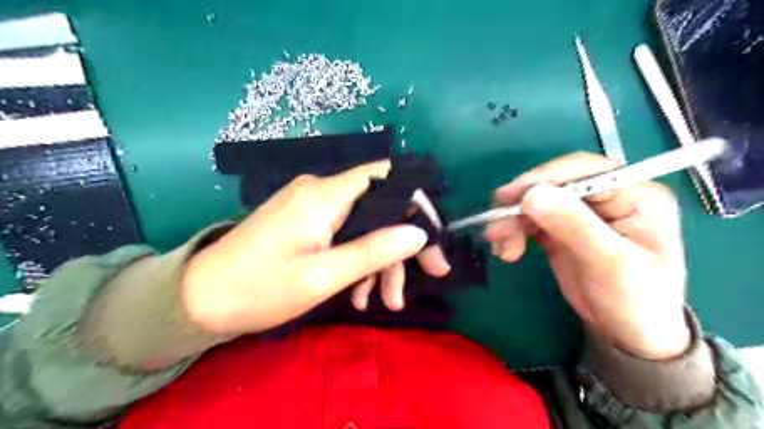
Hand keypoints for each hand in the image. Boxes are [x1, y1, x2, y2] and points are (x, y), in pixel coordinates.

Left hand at [181, 162, 448, 335]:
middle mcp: (321, 190)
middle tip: (420, 281)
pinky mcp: (306, 219)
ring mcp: (313, 204)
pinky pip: (345, 232)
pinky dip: (358, 259)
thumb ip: (372, 251)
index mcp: (324, 196)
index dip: (417, 202)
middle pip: (380, 206)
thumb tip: (418, 234)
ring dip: (379, 261)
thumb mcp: (321, 277)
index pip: (387, 177)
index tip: (432, 240)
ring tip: (382, 302)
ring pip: (365, 224)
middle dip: (402, 244)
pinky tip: (358, 293)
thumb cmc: (258, 289)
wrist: (199, 299)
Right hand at [489, 153, 692, 359]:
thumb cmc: (635, 300)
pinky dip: (514, 232)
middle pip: (554, 185)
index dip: (543, 179)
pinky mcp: (561, 229)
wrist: (628, 334)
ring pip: (537, 202)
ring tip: (499, 244)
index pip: (583, 170)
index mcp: (634, 194)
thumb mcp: (608, 262)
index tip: (510, 197)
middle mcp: (606, 197)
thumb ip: (573, 225)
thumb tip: (531, 194)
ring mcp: (581, 213)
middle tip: (496, 226)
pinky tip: (506, 250)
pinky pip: (530, 221)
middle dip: (521, 204)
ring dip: (512, 221)